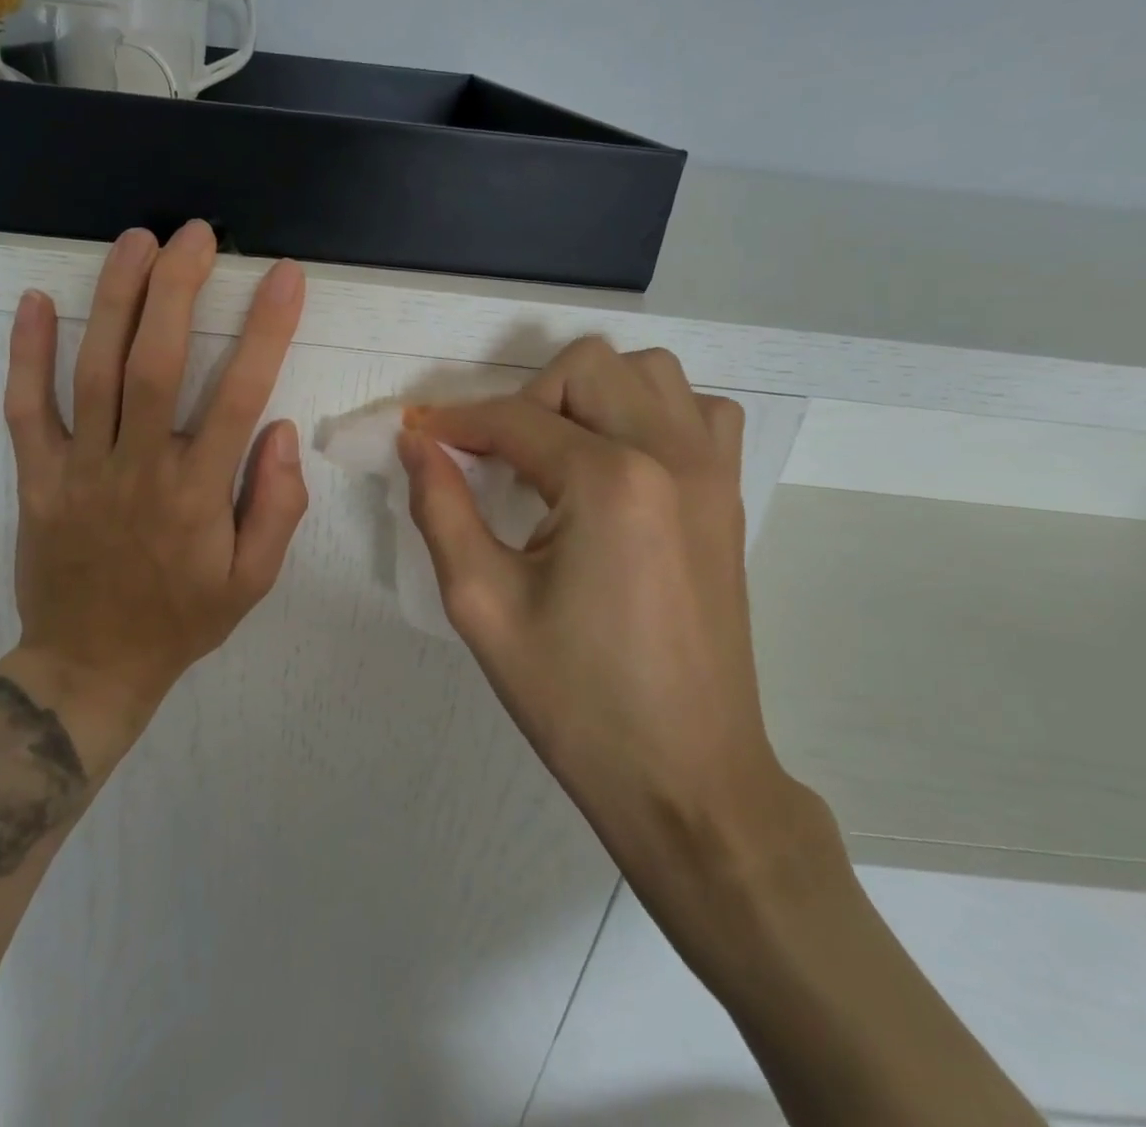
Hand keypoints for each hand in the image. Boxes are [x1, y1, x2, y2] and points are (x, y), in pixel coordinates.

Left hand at [4, 221, 308, 736]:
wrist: (91, 665)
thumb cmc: (181, 620)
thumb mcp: (253, 581)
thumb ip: (277, 507)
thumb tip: (283, 430)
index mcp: (198, 494)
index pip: (240, 396)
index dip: (266, 330)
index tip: (284, 276)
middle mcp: (138, 469)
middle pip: (156, 363)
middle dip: (179, 289)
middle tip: (196, 234)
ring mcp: (80, 470)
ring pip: (94, 372)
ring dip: (114, 299)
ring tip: (136, 241)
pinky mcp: (37, 479)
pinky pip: (26, 410)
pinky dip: (27, 355)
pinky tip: (35, 302)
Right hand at [399, 338, 814, 883]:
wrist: (687, 778)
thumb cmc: (575, 700)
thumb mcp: (481, 604)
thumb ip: (441, 508)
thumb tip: (416, 443)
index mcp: (609, 482)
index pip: (514, 420)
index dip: (454, 422)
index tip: (417, 435)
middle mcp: (670, 455)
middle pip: (586, 368)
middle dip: (524, 400)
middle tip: (493, 460)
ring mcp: (711, 472)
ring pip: (649, 373)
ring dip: (589, 395)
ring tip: (556, 454)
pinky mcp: (729, 498)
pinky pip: (699, 412)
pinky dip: (652, 413)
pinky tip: (620, 463)